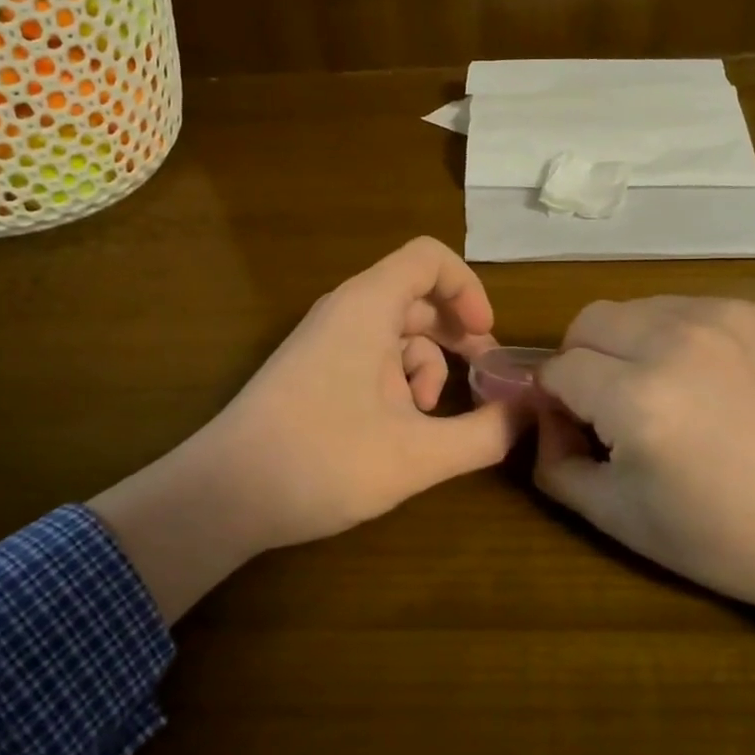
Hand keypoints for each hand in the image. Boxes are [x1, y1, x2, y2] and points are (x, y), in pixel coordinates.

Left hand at [91, 238, 527, 619]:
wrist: (223, 496)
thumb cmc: (323, 461)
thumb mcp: (418, 455)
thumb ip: (484, 434)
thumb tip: (531, 414)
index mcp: (367, 307)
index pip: (429, 258)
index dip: (468, 289)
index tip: (487, 339)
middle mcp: (345, 311)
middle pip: (417, 298)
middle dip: (458, 337)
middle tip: (485, 381)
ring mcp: (324, 341)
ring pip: (396, 333)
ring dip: (427, 369)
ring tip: (429, 420)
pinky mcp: (313, 371)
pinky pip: (369, 358)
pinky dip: (397, 384)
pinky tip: (397, 431)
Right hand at [533, 297, 754, 694]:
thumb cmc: (725, 537)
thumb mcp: (618, 518)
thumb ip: (554, 464)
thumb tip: (543, 419)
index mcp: (637, 399)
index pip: (557, 369)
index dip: (554, 400)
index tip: (576, 428)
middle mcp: (672, 342)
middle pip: (586, 322)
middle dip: (581, 360)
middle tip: (608, 405)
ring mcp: (719, 319)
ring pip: (633, 308)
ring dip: (624, 343)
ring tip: (658, 389)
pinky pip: (682, 308)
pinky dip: (671, 336)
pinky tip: (703, 379)